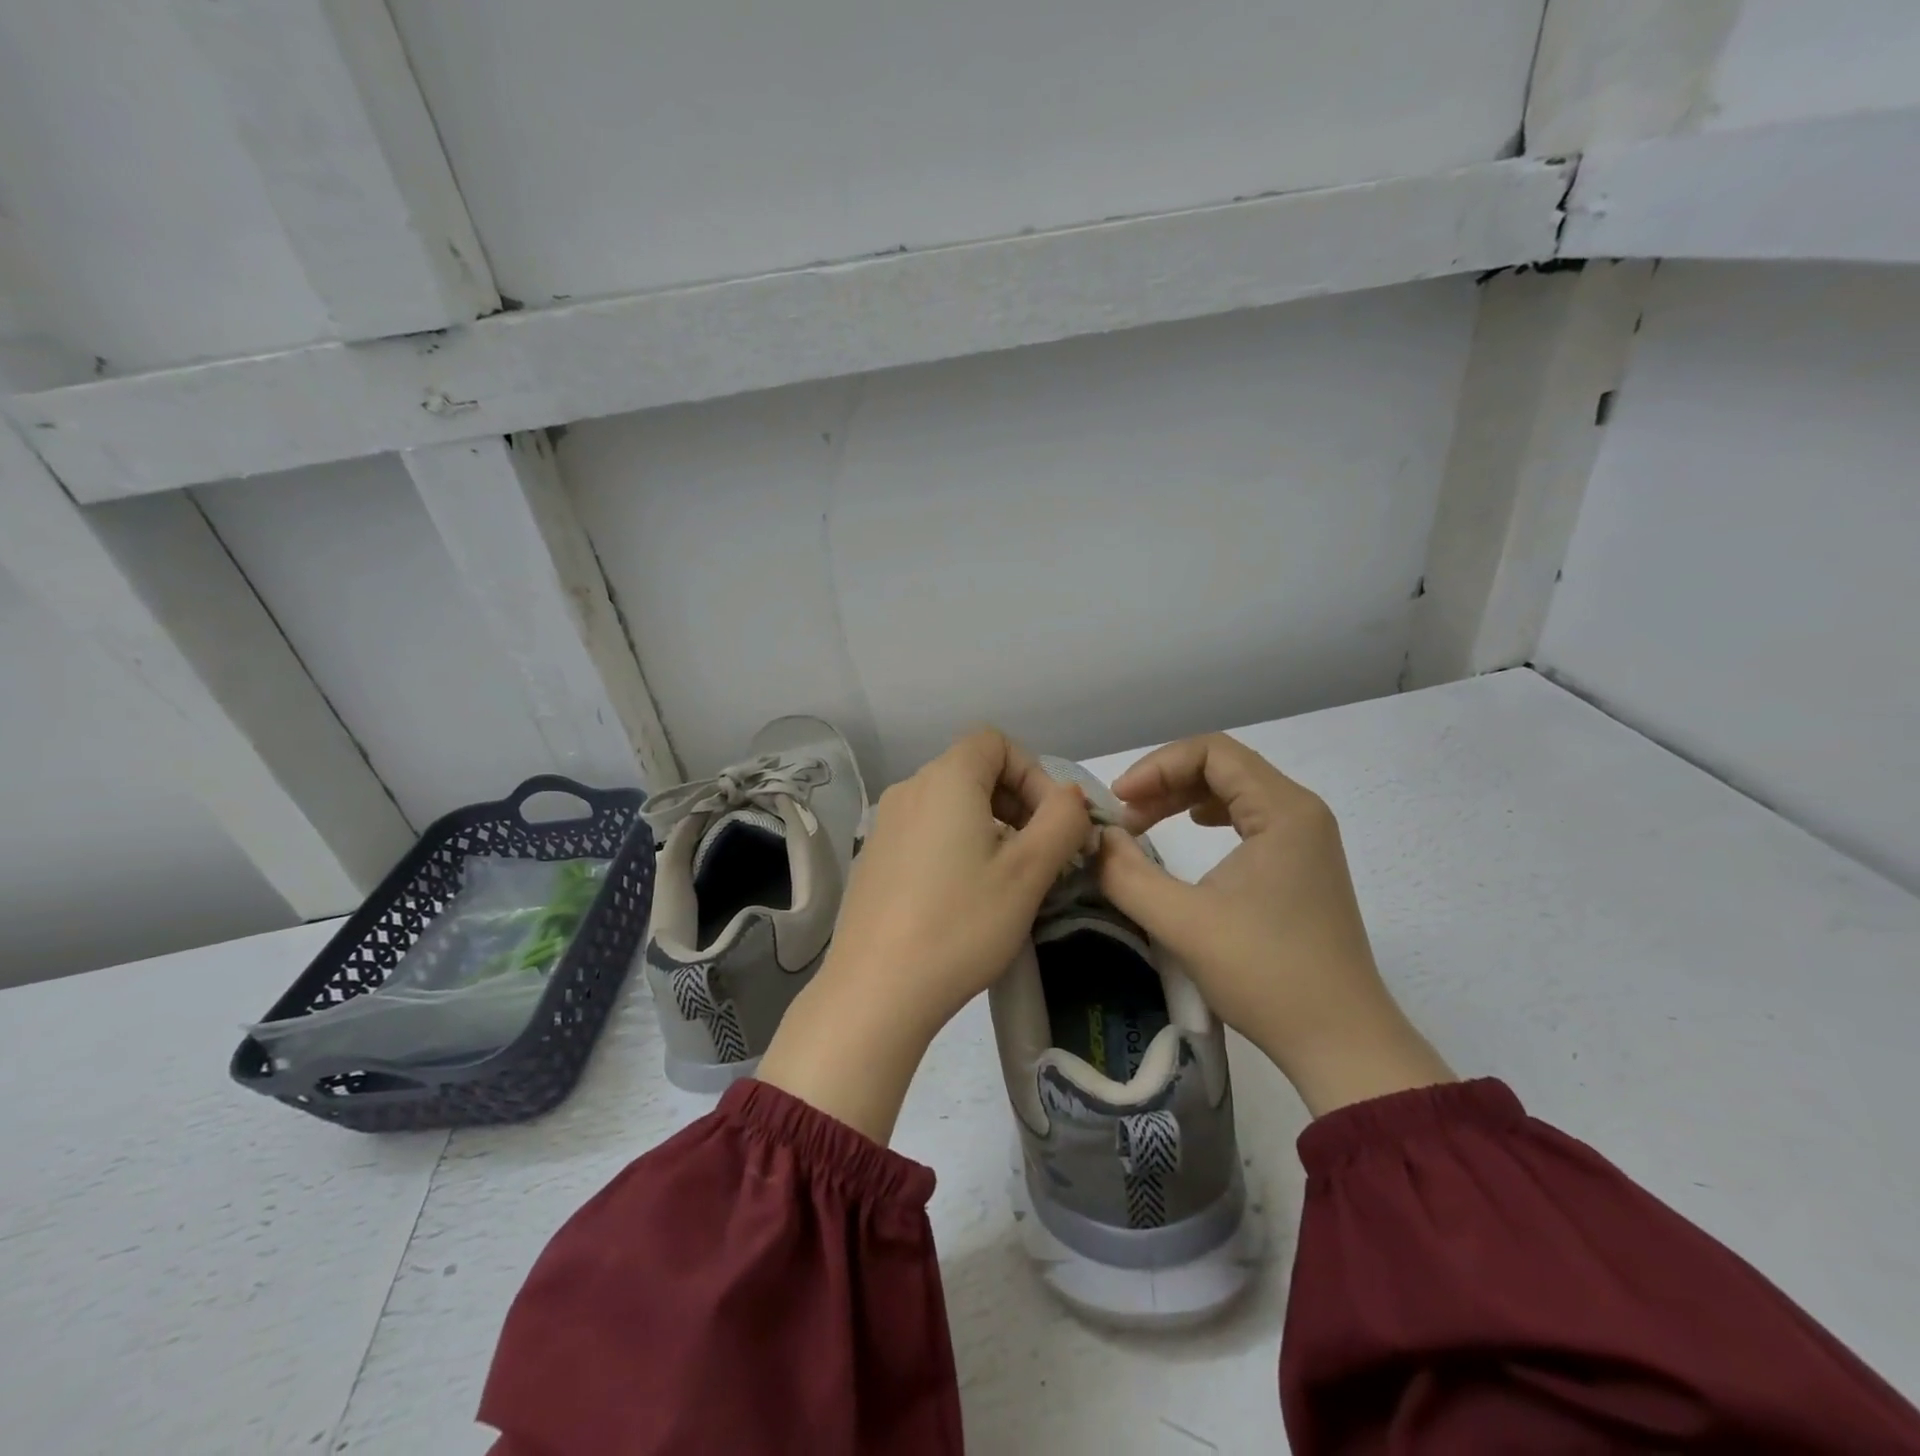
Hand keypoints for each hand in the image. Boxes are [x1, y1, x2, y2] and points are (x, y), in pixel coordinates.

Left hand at [758, 729, 1091, 1140]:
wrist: (876, 990)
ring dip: (990, 826)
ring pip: (951, 804)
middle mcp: (909, 789)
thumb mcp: (1028, 871)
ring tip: (1009, 879)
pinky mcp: (874, 858)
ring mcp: (885, 824)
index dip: (1033, 773)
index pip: (996, 742)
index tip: (1052, 823)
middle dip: (1017, 802)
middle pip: (973, 770)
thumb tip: (1070, 796)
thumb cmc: (961, 924)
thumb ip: (1062, 820)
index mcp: (945, 779)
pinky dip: (957, 845)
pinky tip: (965, 896)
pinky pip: (926, 831)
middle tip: (1041, 854)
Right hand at [1095, 734, 1452, 1116]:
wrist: (1340, 1041)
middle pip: (1224, 765)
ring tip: (1143, 825)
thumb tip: (1095, 838)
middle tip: (1124, 818)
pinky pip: (1249, 817)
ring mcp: (1305, 838)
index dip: (1157, 766)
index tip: (1118, 801)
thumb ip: (1126, 873)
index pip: (1212, 752)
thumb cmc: (1266, 974)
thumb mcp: (1182, 922)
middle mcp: (1300, 812)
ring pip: (1235, 790)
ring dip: (1183, 798)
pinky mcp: (1301, 863)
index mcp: (1283, 810)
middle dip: (1165, 782)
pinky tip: (1190, 830)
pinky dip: (1208, 815)